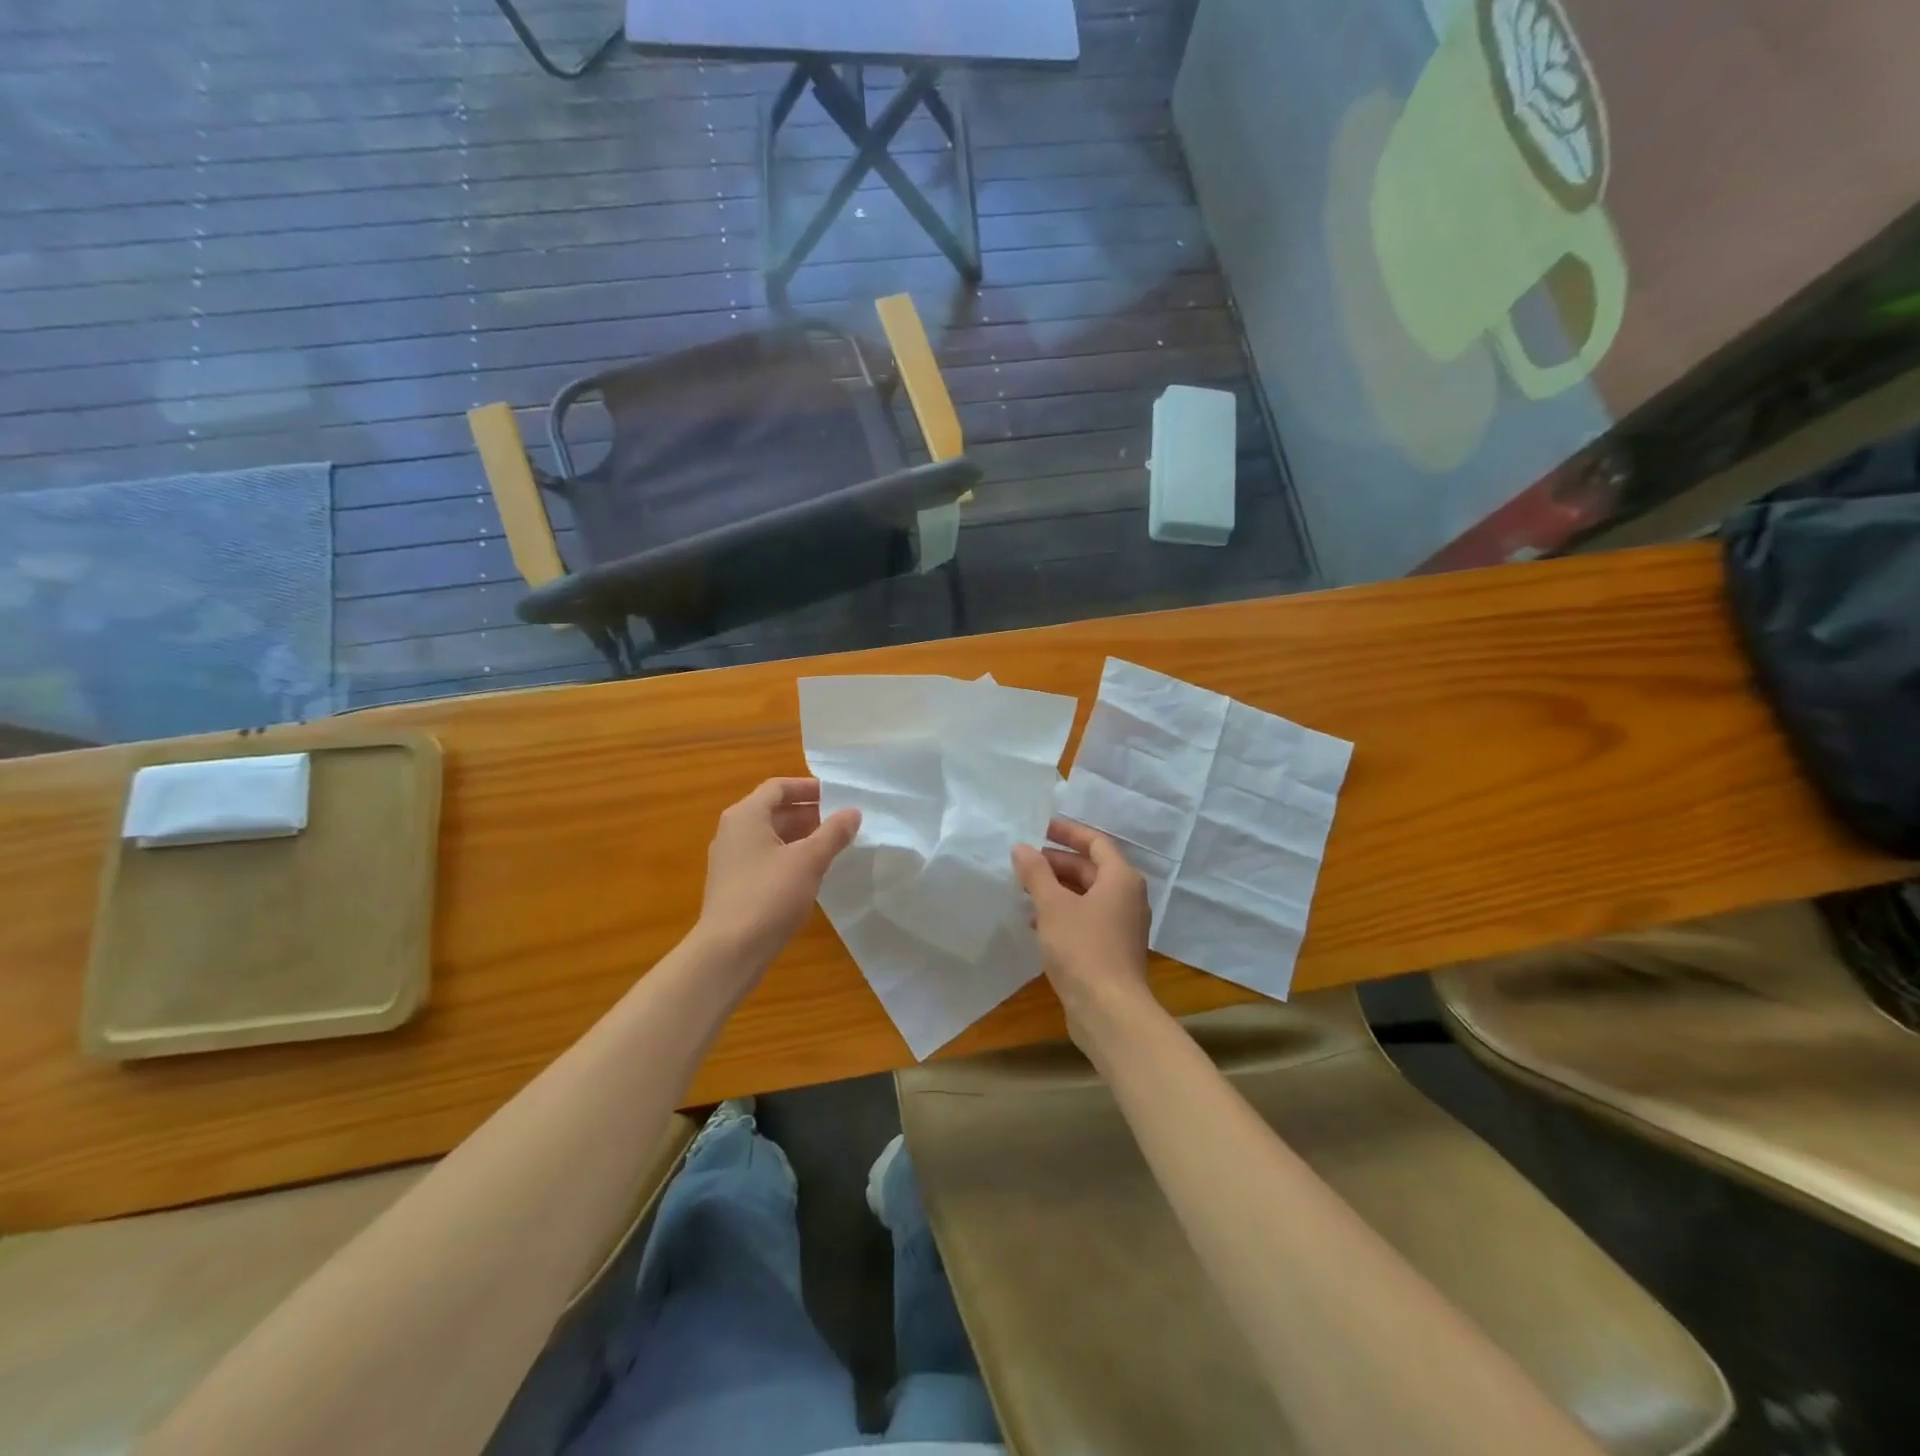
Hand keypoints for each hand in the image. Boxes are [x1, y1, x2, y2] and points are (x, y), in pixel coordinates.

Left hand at [699, 777, 860, 970]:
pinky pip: (766, 859)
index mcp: (746, 816)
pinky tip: (812, 874)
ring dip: (802, 837)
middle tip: (842, 823)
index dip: (809, 788)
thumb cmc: (769, 896)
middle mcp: (733, 831)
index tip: (838, 797)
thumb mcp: (809, 860)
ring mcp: (731, 860)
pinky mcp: (734, 885)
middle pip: (774, 810)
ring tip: (833, 847)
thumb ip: (833, 833)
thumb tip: (853, 811)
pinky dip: (790, 857)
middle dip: (809, 814)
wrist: (729, 951)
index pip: (779, 787)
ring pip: (771, 837)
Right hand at [1012, 818, 1153, 1044]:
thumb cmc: (1082, 948)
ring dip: (1057, 889)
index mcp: (1120, 878)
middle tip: (1024, 861)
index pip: (1095, 842)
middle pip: (1091, 868)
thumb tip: (1022, 847)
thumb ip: (1036, 873)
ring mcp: (1122, 925)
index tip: (1041, 827)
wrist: (1109, 1011)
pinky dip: (1064, 913)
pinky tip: (1037, 923)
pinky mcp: (1113, 949)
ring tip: (1024, 889)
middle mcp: (1127, 897)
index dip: (1068, 832)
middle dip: (1057, 862)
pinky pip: (1087, 918)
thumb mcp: (1053, 906)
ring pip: (1087, 895)